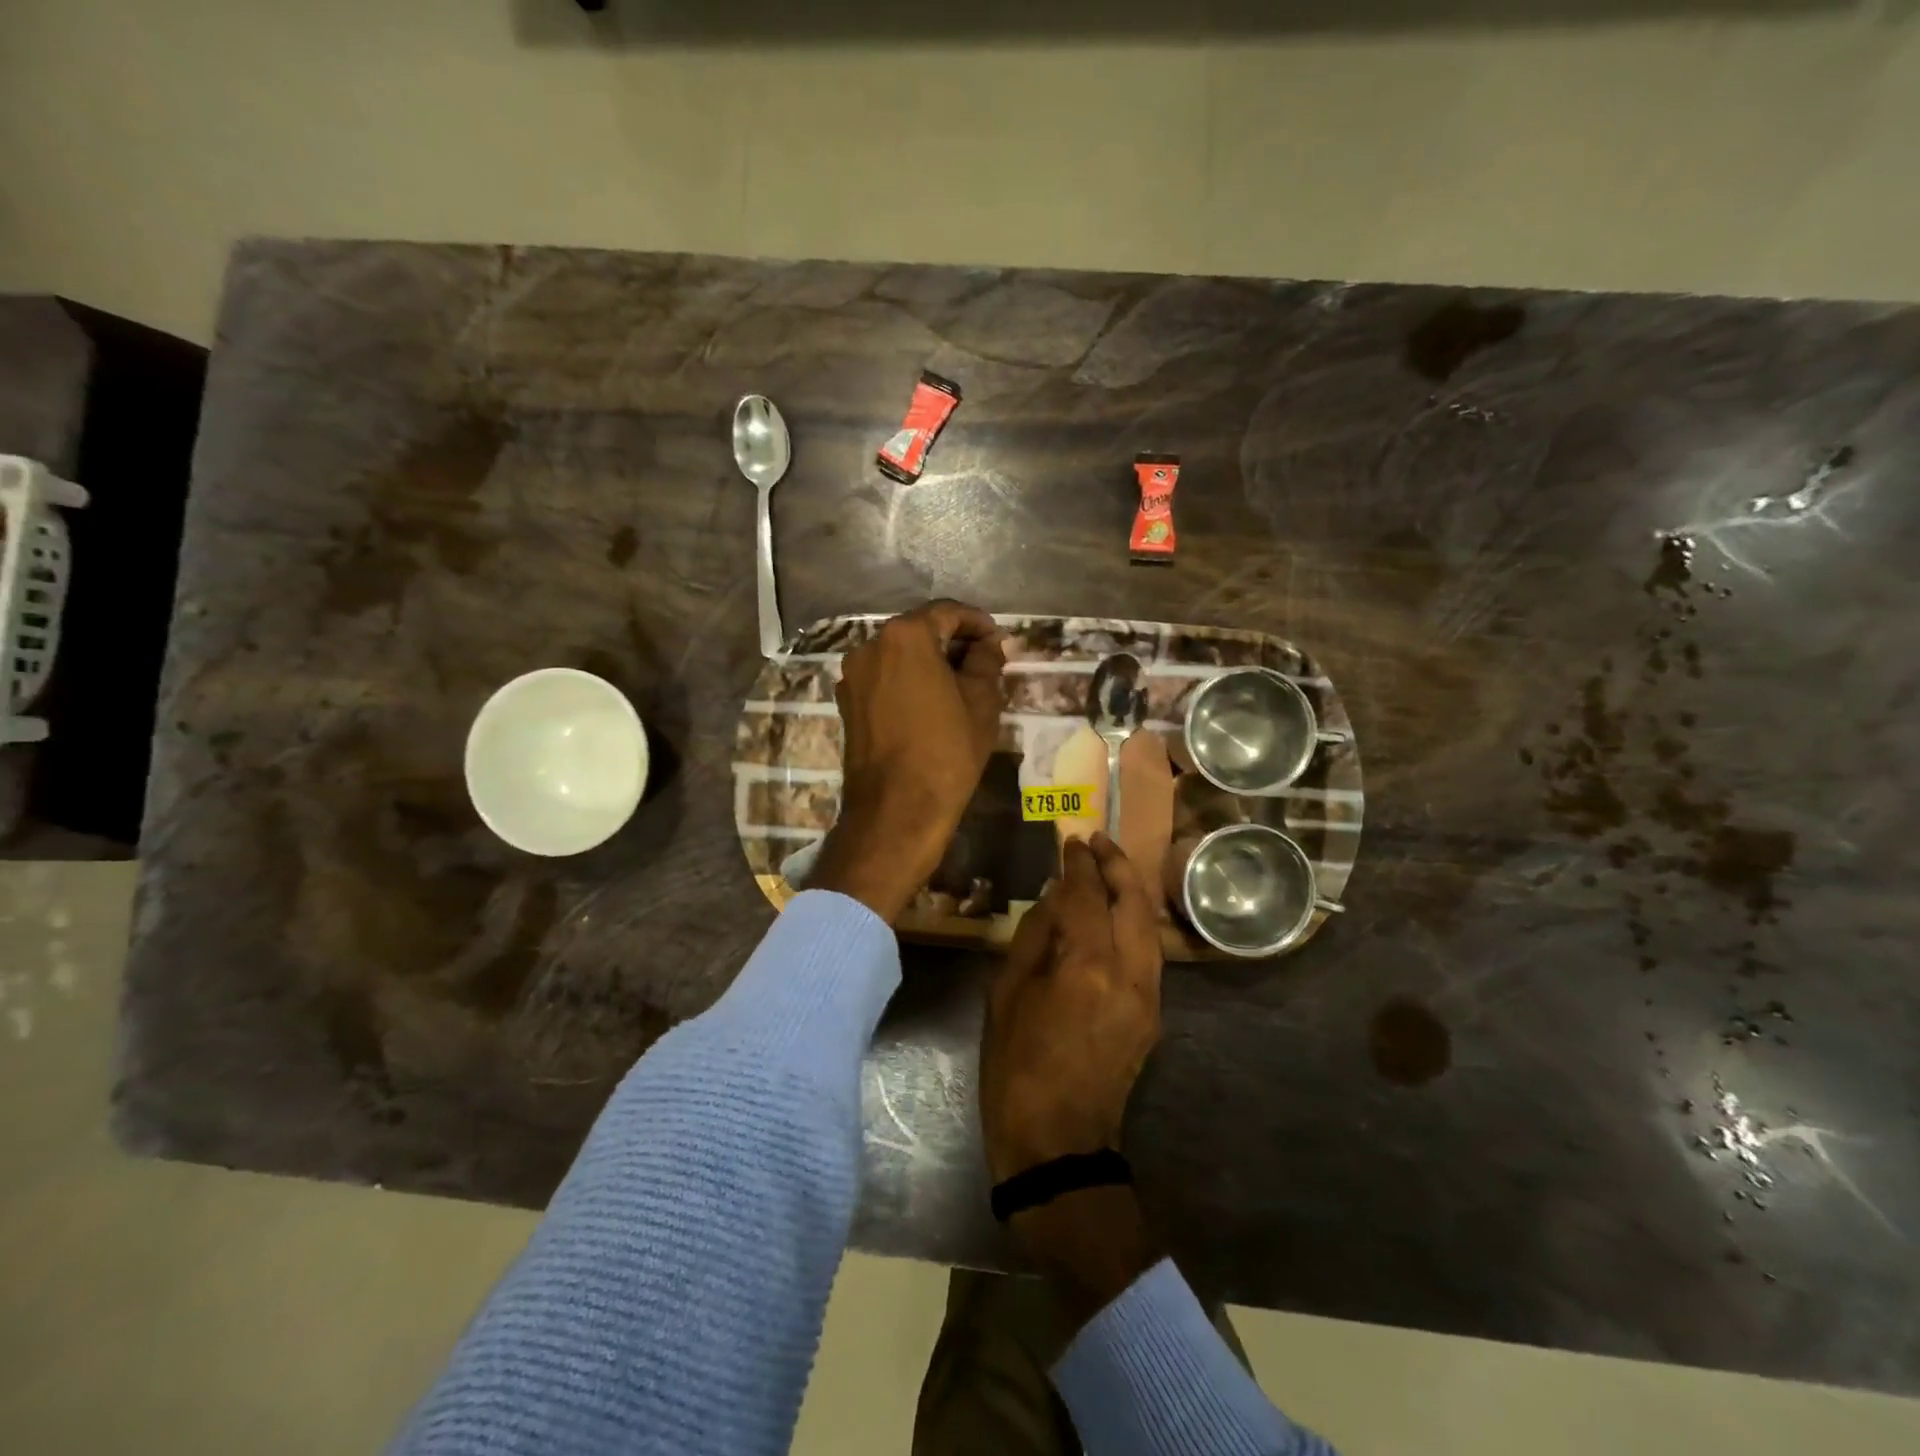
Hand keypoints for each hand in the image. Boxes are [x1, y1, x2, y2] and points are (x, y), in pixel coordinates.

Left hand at [809, 600, 1004, 923]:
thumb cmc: (946, 752)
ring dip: (930, 660)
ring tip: (961, 683)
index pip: (947, 612)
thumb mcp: (981, 703)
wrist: (896, 811)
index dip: (977, 622)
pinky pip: (884, 678)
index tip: (998, 639)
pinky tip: (931, 701)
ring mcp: (853, 676)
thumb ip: (986, 662)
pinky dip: (908, 679)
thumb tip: (989, 644)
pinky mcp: (847, 703)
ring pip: (899, 654)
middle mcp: (871, 646)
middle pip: (919, 630)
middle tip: (985, 660)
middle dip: (953, 640)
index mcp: (905, 637)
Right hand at [981, 833, 1165, 1315]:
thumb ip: (1035, 936)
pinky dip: (1134, 922)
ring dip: (1131, 891)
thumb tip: (1054, 898)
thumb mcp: (1007, 994)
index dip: (1078, 864)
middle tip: (1097, 840)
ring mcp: (1148, 996)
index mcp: (1087, 966)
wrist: (1057, 1142)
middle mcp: (1129, 973)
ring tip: (1110, 866)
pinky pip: (1148, 952)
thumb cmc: (1015, 1066)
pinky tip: (1116, 914)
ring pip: (1149, 926)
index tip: (1070, 840)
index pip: (1087, 896)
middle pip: (1133, 902)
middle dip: (1116, 865)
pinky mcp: (1153, 1014)